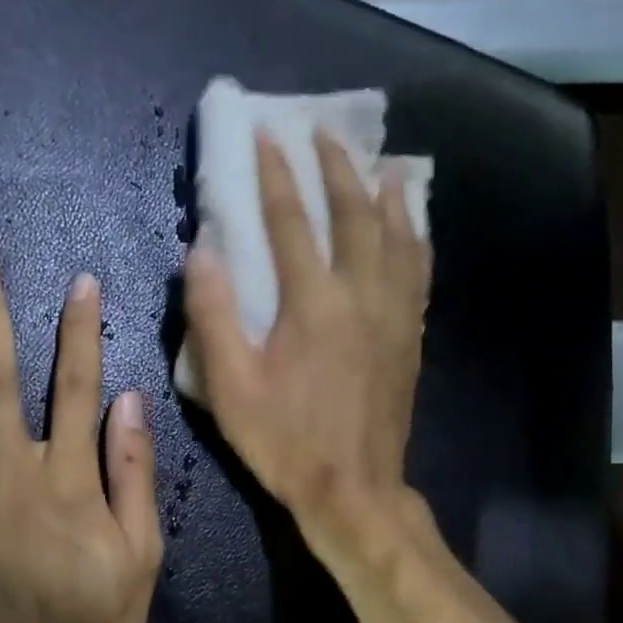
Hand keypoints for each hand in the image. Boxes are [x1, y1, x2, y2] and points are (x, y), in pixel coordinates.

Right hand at [183, 130, 431, 546]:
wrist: (354, 490)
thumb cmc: (285, 441)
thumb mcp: (230, 385)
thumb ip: (213, 313)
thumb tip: (202, 248)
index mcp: (313, 304)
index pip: (292, 222)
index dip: (277, 174)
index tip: (269, 134)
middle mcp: (362, 297)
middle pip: (355, 216)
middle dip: (339, 168)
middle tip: (327, 132)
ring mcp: (394, 316)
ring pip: (398, 239)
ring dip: (388, 196)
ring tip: (386, 164)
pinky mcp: (411, 338)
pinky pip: (420, 275)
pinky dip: (417, 242)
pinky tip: (416, 229)